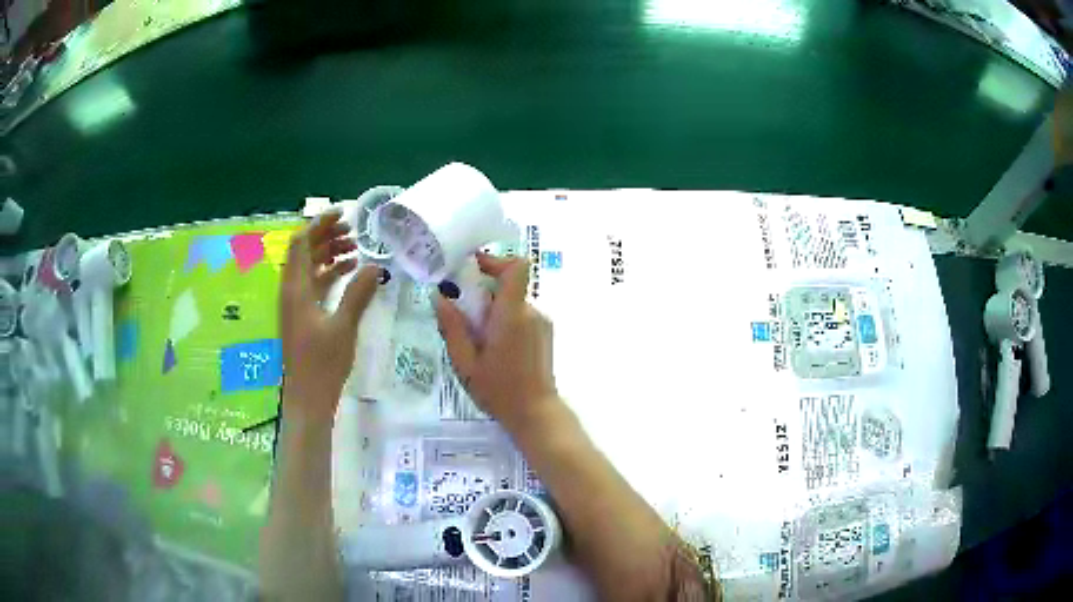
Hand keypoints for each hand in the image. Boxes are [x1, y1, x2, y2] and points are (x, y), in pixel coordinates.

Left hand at [279, 211, 379, 421]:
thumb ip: (358, 293)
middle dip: (327, 236)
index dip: (319, 223)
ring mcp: (295, 304)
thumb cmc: (322, 364)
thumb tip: (375, 266)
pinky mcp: (302, 316)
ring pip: (310, 267)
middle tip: (355, 231)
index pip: (301, 242)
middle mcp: (291, 291)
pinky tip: (349, 273)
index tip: (344, 214)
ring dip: (329, 254)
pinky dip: (330, 273)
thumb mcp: (343, 326)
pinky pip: (314, 284)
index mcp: (295, 288)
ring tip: (356, 249)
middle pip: (305, 251)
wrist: (308, 399)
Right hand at [435, 254, 558, 433]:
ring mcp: (541, 322)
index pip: (516, 267)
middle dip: (482, 291)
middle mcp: (530, 312)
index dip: (495, 260)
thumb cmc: (499, 390)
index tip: (471, 268)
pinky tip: (492, 347)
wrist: (536, 413)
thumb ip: (452, 327)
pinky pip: (520, 315)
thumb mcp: (466, 362)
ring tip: (475, 337)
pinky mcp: (544, 333)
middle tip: (460, 311)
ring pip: (512, 302)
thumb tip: (439, 297)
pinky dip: (504, 320)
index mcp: (512, 315)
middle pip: (508, 284)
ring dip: (492, 309)